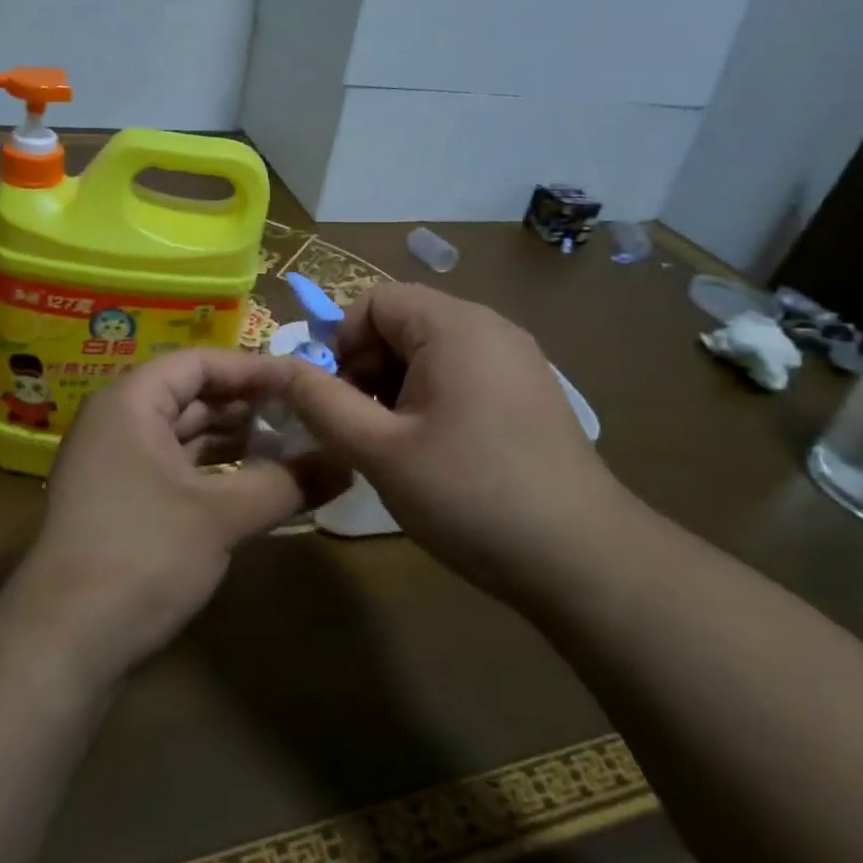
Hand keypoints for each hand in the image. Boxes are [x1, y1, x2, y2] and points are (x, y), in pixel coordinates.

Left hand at [6, 349, 344, 685]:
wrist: (64, 643)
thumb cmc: (143, 554)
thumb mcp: (222, 516)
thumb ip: (287, 483)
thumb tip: (347, 463)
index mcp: (130, 401)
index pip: (199, 362)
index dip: (252, 368)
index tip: (302, 380)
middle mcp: (116, 421)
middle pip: (190, 394)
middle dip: (245, 404)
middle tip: (301, 414)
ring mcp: (113, 463)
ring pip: (181, 433)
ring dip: (231, 439)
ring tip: (286, 446)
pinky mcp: (118, 501)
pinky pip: (172, 466)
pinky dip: (211, 469)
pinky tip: (250, 483)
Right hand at [279, 283, 629, 596]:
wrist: (586, 561)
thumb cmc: (471, 496)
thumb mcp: (379, 451)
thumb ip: (320, 402)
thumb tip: (277, 368)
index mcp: (453, 325)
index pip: (374, 301)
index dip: (341, 344)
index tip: (335, 401)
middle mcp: (489, 326)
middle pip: (403, 322)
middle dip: (367, 368)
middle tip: (360, 429)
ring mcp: (516, 358)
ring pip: (431, 350)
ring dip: (396, 387)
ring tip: (394, 446)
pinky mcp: (530, 390)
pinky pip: (463, 372)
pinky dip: (432, 397)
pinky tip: (435, 451)